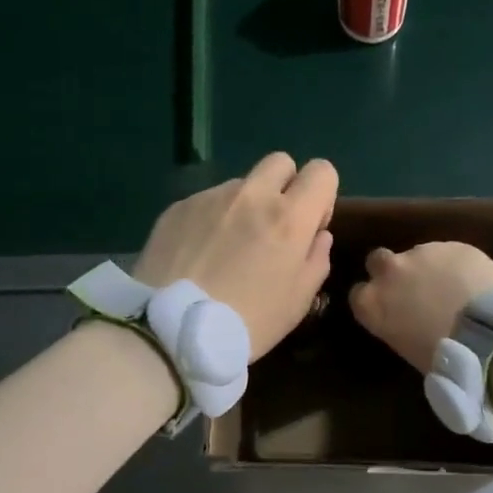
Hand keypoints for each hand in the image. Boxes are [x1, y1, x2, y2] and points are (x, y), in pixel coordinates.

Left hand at [134, 153, 336, 358]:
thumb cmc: (247, 323)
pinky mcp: (178, 207)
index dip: (321, 195)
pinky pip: (207, 201)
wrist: (170, 331)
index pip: (322, 171)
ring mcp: (211, 197)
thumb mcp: (298, 301)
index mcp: (289, 216)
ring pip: (241, 184)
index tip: (310, 225)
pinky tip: (199, 254)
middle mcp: (252, 194)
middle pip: (280, 162)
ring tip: (227, 248)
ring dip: (245, 205)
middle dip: (284, 186)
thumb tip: (317, 235)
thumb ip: (316, 259)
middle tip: (272, 226)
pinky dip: (211, 219)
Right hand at [349, 242, 492, 370]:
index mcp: (373, 304)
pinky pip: (448, 253)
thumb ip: (399, 326)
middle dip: (392, 272)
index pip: (358, 295)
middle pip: (378, 261)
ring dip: (428, 268)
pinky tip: (474, 282)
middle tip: (414, 289)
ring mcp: (422, 253)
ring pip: (417, 255)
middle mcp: (390, 272)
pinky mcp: (453, 245)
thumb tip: (409, 323)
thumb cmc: (446, 359)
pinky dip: (456, 265)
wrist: (490, 335)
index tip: (388, 309)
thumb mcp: (408, 349)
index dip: (374, 299)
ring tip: (453, 288)